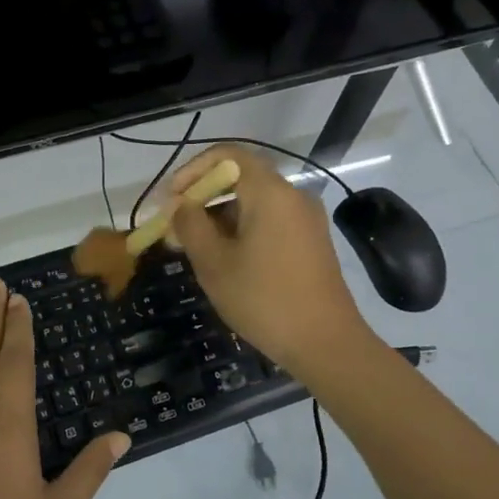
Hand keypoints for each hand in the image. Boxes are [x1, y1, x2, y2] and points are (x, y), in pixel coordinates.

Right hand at [163, 145, 371, 375]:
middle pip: (241, 177)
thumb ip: (190, 225)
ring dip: (221, 216)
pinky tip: (226, 260)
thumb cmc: (264, 299)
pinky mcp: (311, 241)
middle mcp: (293, 195)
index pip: (228, 155)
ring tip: (196, 249)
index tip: (172, 199)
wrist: (326, 343)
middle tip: (177, 227)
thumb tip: (180, 205)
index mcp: (270, 192)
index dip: (193, 170)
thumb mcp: (214, 263)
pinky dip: (243, 229)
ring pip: (255, 202)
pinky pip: (271, 220)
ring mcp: (306, 219)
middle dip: (204, 197)